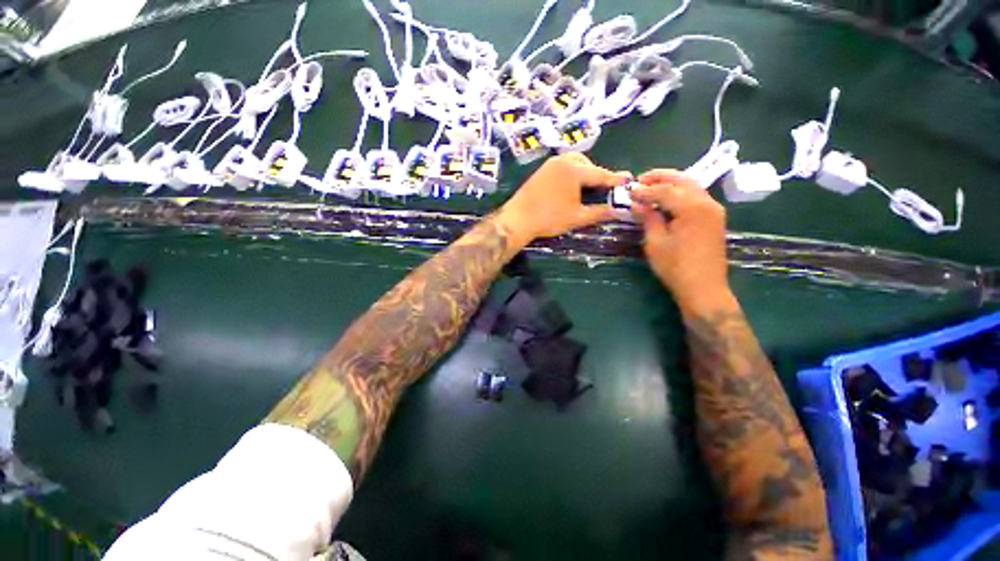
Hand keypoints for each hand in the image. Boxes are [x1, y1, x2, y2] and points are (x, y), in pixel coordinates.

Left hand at [497, 153, 629, 245]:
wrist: (518, 219)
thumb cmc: (549, 218)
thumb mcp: (577, 217)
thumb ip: (599, 212)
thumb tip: (617, 211)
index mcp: (575, 170)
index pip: (600, 174)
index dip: (615, 179)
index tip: (628, 179)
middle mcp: (563, 161)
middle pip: (587, 164)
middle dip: (597, 174)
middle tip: (603, 188)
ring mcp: (549, 164)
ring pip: (574, 163)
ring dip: (583, 172)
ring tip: (587, 188)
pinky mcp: (541, 171)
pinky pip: (562, 167)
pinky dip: (571, 173)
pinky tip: (570, 187)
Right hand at [632, 169, 730, 312]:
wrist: (703, 287)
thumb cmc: (675, 267)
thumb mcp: (656, 242)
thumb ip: (648, 218)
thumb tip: (637, 203)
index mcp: (692, 208)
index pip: (665, 190)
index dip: (645, 190)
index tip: (628, 191)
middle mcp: (707, 203)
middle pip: (683, 180)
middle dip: (661, 177)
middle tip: (640, 180)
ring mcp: (714, 210)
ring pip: (691, 186)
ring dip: (671, 183)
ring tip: (651, 187)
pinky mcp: (714, 219)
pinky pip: (696, 197)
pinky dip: (680, 193)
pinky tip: (667, 200)